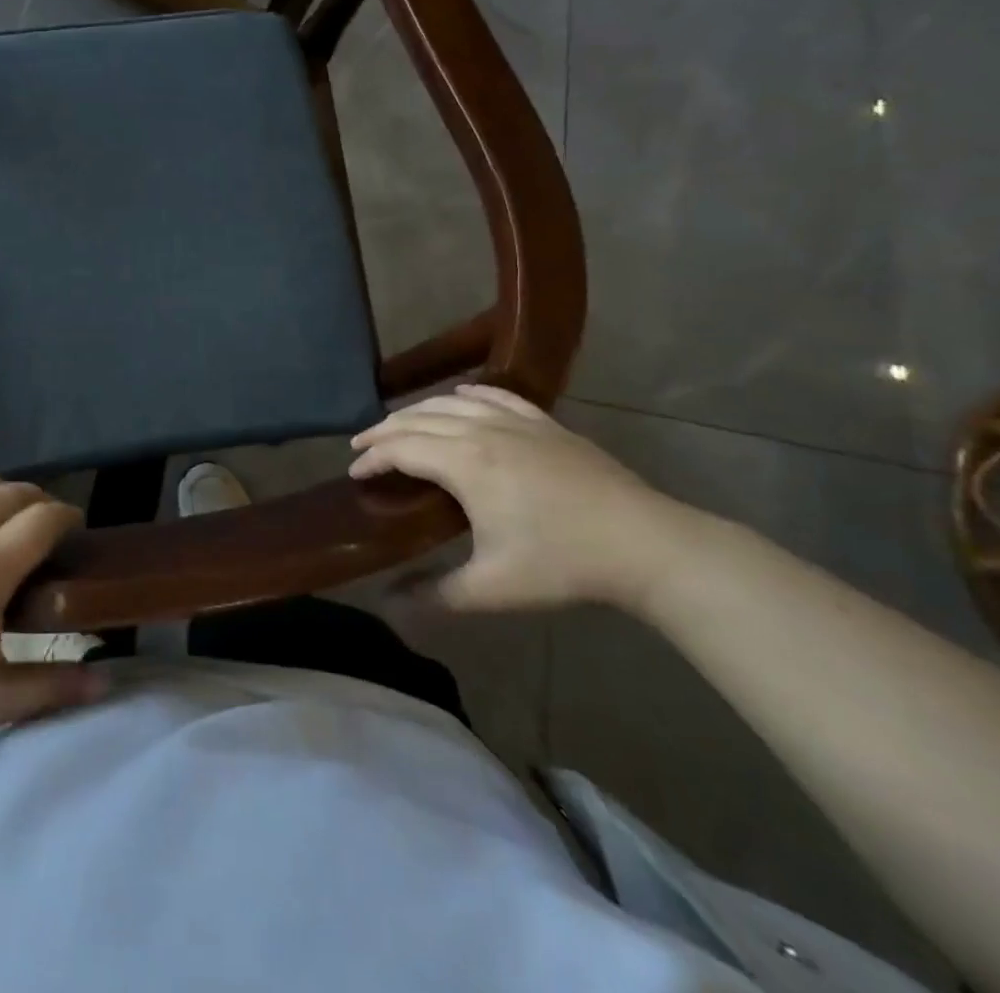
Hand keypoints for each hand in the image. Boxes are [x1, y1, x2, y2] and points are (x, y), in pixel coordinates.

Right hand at [350, 385, 704, 613]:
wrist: (646, 544)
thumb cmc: (562, 564)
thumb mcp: (492, 588)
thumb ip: (435, 595)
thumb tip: (388, 606)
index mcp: (464, 463)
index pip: (401, 449)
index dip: (372, 459)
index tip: (353, 473)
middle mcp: (482, 431)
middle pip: (419, 419)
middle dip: (384, 431)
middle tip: (362, 446)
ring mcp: (517, 422)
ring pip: (452, 403)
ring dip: (418, 411)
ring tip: (400, 424)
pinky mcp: (545, 424)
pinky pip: (495, 395)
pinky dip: (468, 394)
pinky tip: (460, 396)